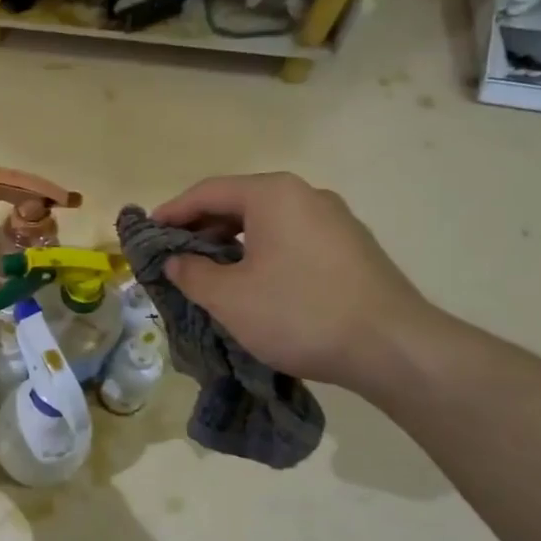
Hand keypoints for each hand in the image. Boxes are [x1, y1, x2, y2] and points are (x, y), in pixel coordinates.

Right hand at [151, 173, 435, 390]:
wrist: (393, 348)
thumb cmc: (299, 313)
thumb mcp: (228, 297)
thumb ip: (191, 273)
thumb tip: (177, 261)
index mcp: (273, 194)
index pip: (207, 192)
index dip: (172, 212)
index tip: (147, 234)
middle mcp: (307, 196)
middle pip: (238, 203)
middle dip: (201, 229)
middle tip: (174, 257)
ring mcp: (336, 221)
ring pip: (267, 223)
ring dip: (231, 244)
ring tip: (210, 274)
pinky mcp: (352, 249)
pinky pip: (292, 240)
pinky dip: (262, 254)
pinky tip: (254, 285)